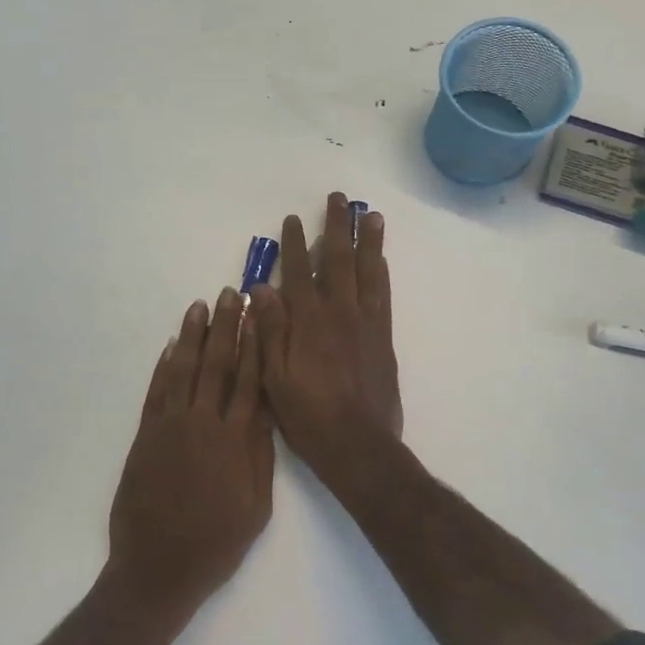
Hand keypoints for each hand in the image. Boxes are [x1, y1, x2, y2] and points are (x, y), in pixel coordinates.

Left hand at [107, 290, 274, 619]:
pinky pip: (156, 392)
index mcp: (235, 441)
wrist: (157, 569)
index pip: (249, 380)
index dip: (254, 344)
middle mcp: (203, 424)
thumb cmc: (215, 544)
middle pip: (217, 365)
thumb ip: (260, 456)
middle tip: (230, 294)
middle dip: (226, 327)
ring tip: (200, 306)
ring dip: (193, 336)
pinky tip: (172, 346)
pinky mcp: (145, 436)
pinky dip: (163, 367)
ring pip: (184, 370)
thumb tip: (264, 412)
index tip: (258, 314)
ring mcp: (170, 427)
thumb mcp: (256, 508)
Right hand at [252, 193, 404, 495]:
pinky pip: (383, 294)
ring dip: (367, 240)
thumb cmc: (309, 416)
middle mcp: (338, 314)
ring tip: (369, 214)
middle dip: (335, 227)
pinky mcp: (383, 338)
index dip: (293, 245)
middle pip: (337, 261)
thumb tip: (261, 288)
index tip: (291, 219)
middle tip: (337, 199)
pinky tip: (381, 258)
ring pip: (367, 271)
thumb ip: (269, 331)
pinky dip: (381, 271)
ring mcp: (365, 324)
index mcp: (307, 323)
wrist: (359, 446)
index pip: (297, 273)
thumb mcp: (274, 378)